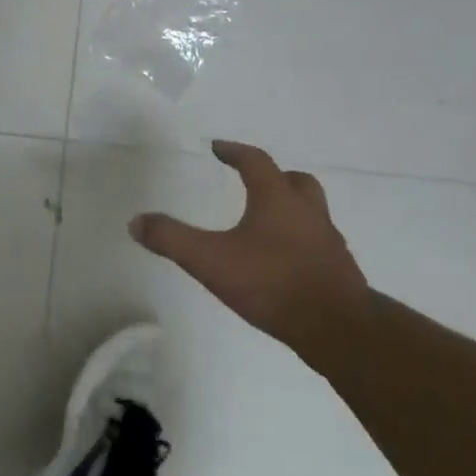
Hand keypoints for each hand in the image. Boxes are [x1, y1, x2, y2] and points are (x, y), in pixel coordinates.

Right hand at [129, 141, 368, 347]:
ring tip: (267, 224)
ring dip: (291, 209)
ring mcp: (329, 242)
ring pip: (312, 212)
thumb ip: (171, 239)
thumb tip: (136, 221)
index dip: (234, 152)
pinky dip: (301, 241)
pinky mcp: (339, 270)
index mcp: (278, 200)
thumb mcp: (209, 260)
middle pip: (297, 181)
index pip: (256, 162)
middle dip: (275, 177)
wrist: (336, 328)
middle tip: (255, 182)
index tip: (218, 148)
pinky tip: (284, 262)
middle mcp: (308, 213)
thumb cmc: (272, 283)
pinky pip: (318, 243)